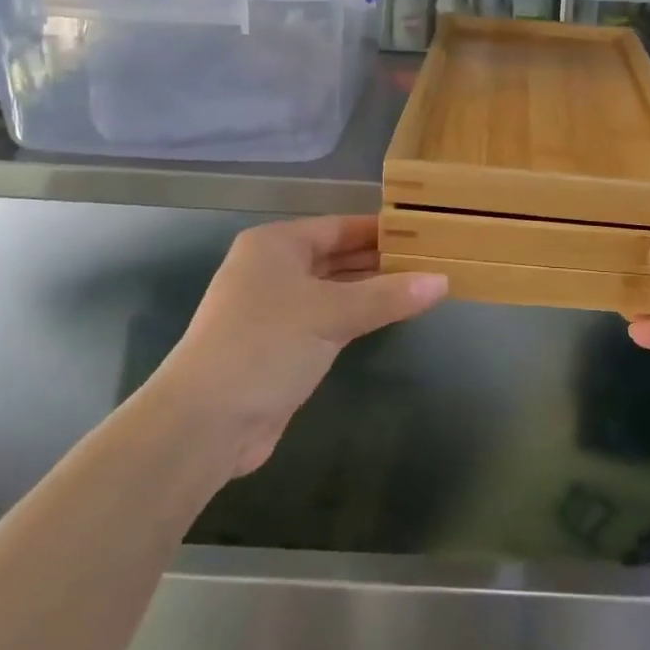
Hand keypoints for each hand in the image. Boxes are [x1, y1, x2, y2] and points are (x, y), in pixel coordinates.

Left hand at [149, 216, 447, 477]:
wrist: (206, 422)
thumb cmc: (266, 345)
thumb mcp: (331, 314)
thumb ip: (388, 296)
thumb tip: (443, 281)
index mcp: (276, 245)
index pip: (339, 226)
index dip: (380, 229)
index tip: (423, 231)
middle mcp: (272, 270)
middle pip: (336, 256)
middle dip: (380, 260)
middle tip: (431, 259)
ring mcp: (275, 309)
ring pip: (333, 289)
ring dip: (371, 290)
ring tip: (421, 284)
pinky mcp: (281, 346)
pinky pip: (328, 319)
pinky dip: (356, 316)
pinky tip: (388, 316)